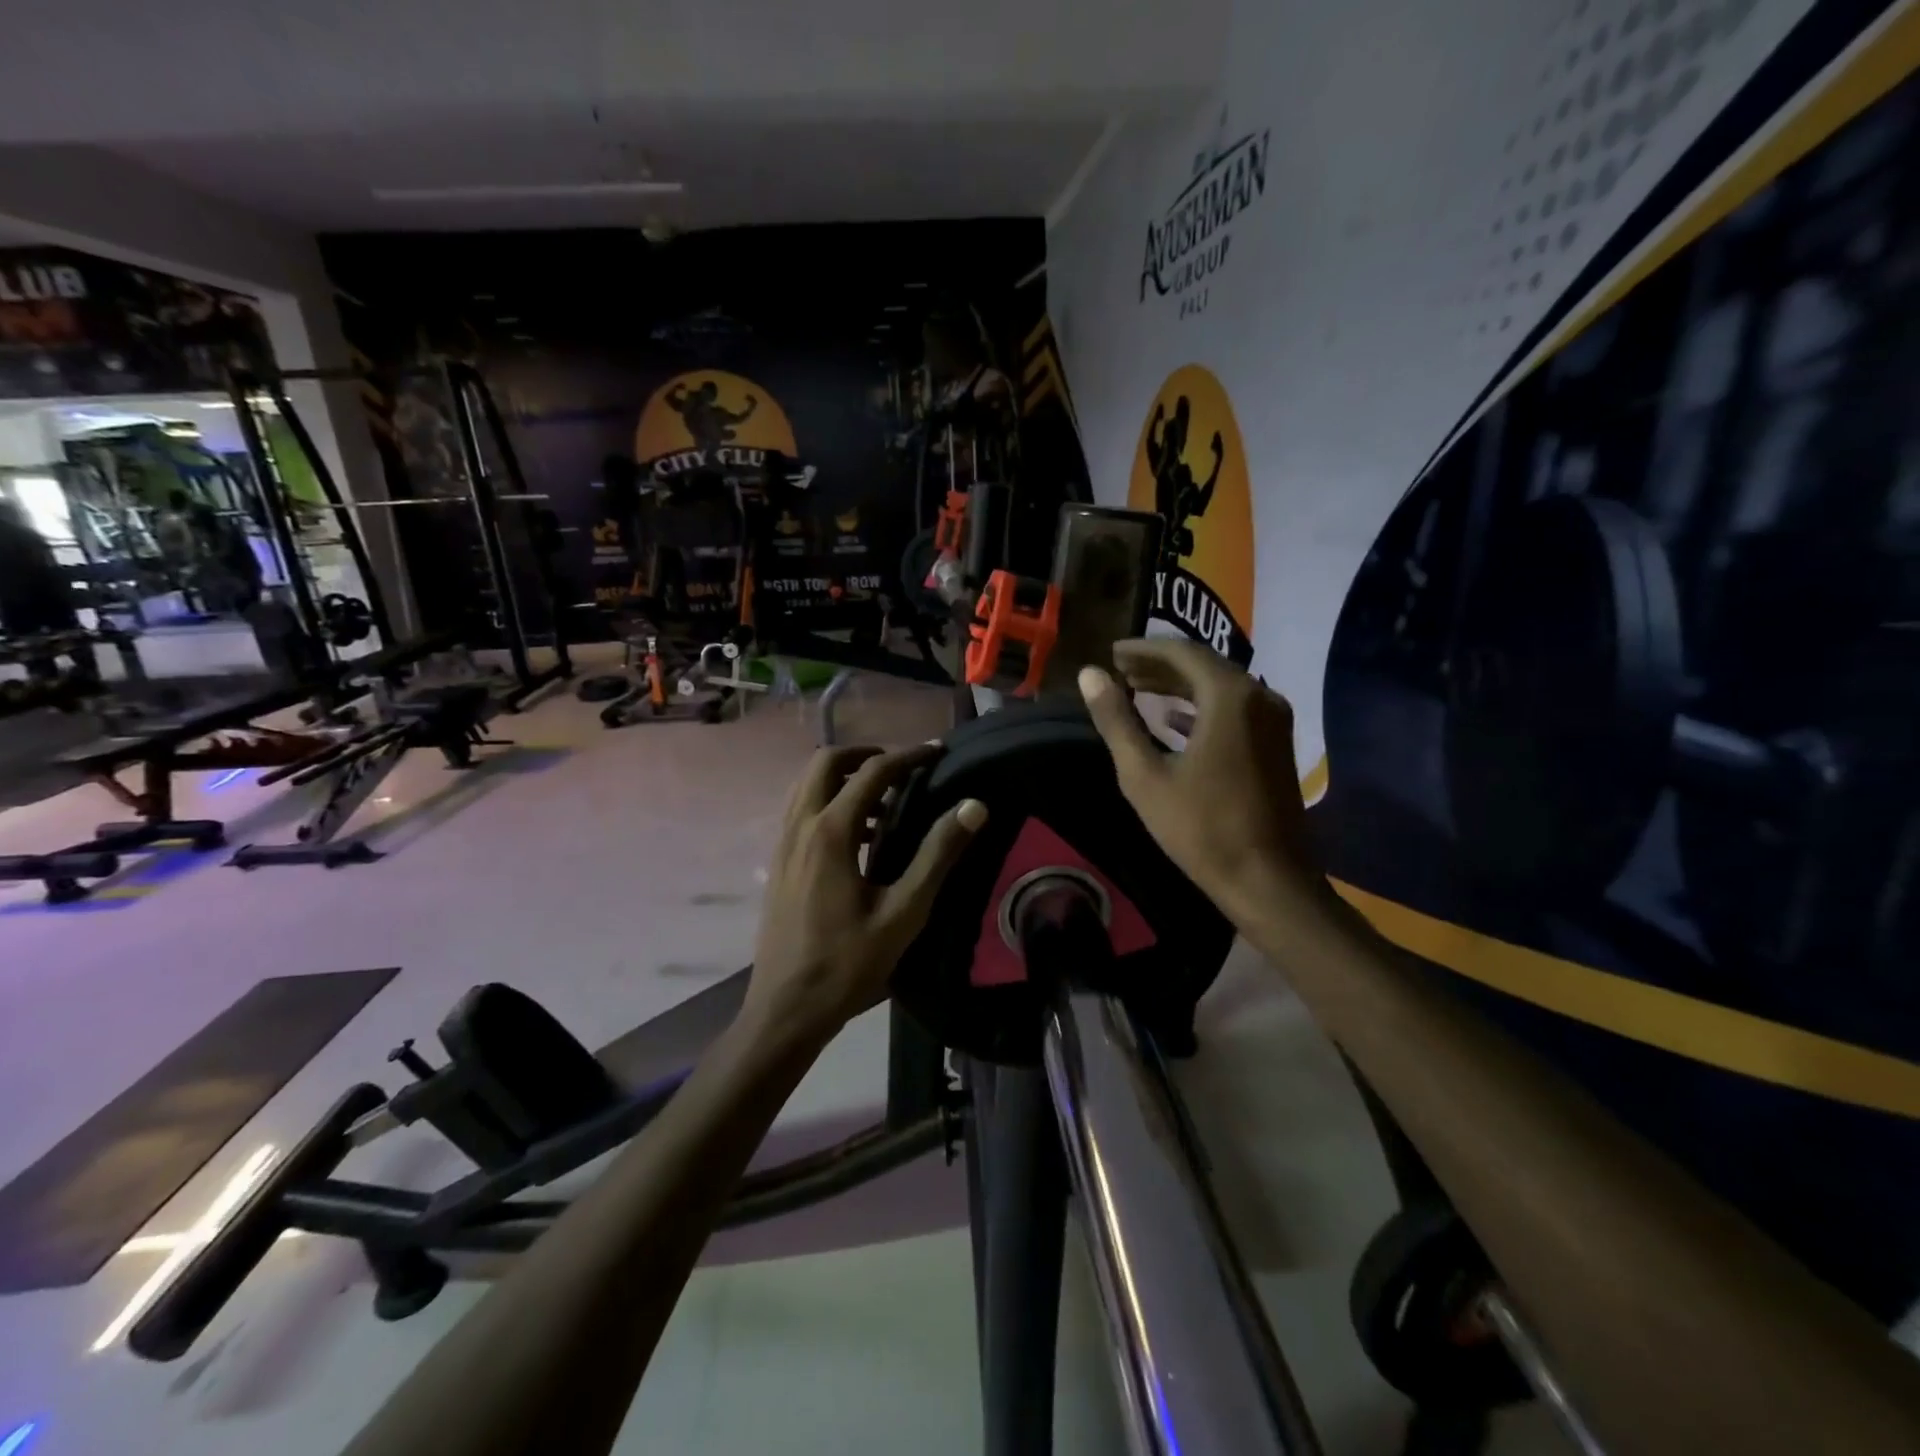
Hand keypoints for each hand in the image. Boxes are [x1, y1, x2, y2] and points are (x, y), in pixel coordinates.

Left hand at [745, 745, 986, 1049]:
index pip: (872, 772)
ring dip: (843, 777)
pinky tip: (858, 836)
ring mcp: (783, 844)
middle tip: (902, 767)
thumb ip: (938, 855)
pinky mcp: (778, 862)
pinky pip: (801, 810)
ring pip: (808, 784)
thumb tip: (973, 805)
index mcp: (831, 832)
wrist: (786, 1009)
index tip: (938, 752)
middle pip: (826, 762)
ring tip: (883, 799)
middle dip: (865, 754)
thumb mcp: (904, 912)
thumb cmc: (848, 964)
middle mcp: (801, 826)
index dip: (909, 756)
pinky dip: (828, 801)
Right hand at [1078, 638, 1332, 933]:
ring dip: (1178, 685)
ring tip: (1138, 688)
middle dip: (1159, 665)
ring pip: (1220, 686)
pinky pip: (1234, 709)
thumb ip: (1116, 721)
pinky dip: (1200, 707)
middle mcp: (1259, 696)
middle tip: (1120, 669)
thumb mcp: (1145, 775)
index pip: (1181, 652)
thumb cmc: (1200, 827)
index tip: (1111, 653)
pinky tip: (1173, 719)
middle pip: (1203, 665)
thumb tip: (1089, 675)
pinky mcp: (1276, 743)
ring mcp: (1273, 720)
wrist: (1266, 879)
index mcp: (1229, 696)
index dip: (1142, 649)